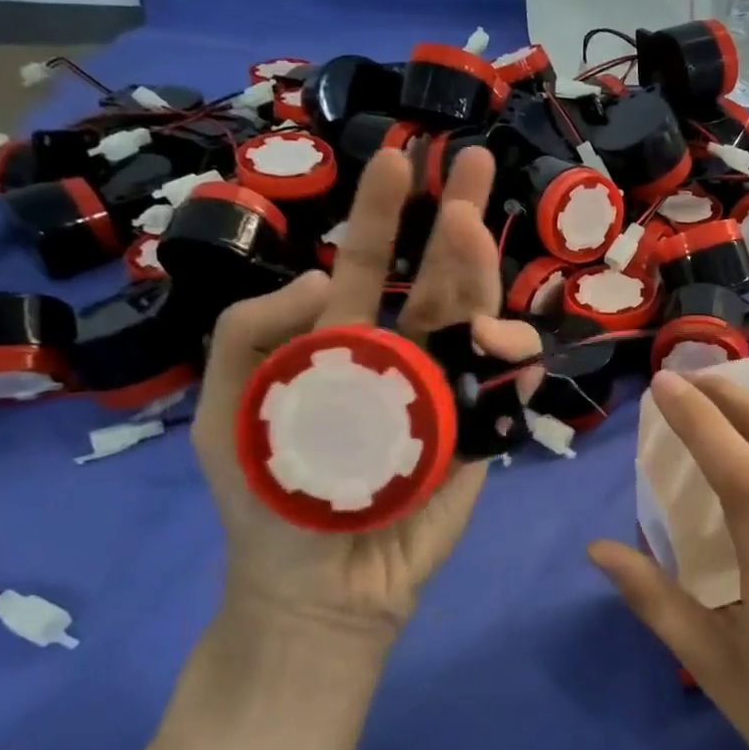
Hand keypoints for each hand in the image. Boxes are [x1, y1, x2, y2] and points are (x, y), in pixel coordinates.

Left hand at [193, 145, 539, 645]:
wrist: (321, 590)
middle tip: (479, 165)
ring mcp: (450, 395)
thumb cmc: (273, 501)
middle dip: (461, 219)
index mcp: (347, 343)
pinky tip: (518, 359)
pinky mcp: (479, 440)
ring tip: (482, 273)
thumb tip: (325, 276)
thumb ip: (252, 334)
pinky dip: (517, 376)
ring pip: (481, 328)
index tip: (401, 159)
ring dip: (488, 290)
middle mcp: (407, 356)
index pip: (371, 264)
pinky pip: (506, 399)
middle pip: (443, 279)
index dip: (384, 213)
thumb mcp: (230, 410)